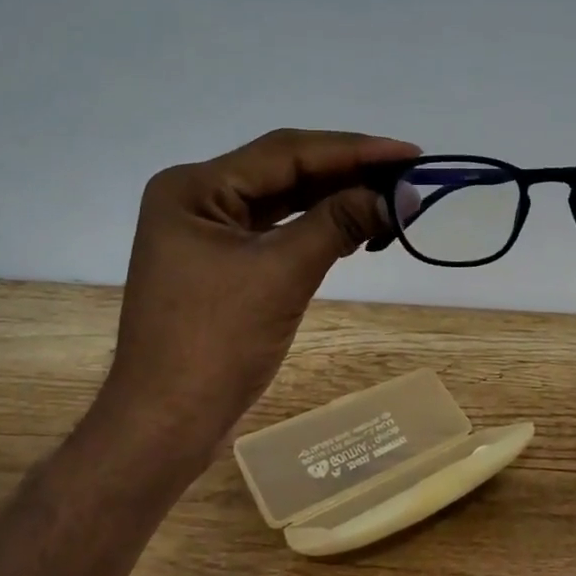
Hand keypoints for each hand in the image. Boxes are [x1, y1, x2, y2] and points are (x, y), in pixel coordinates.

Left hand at [99, 129, 418, 472]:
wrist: (164, 426)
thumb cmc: (215, 344)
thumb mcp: (282, 274)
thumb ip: (339, 222)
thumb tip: (402, 195)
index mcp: (195, 187)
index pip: (286, 152)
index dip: (353, 150)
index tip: (410, 153)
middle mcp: (197, 198)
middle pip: (284, 171)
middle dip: (347, 172)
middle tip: (408, 174)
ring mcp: (206, 231)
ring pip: (283, 201)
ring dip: (336, 199)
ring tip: (391, 198)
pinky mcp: (220, 262)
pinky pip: (276, 231)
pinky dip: (316, 228)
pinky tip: (355, 226)